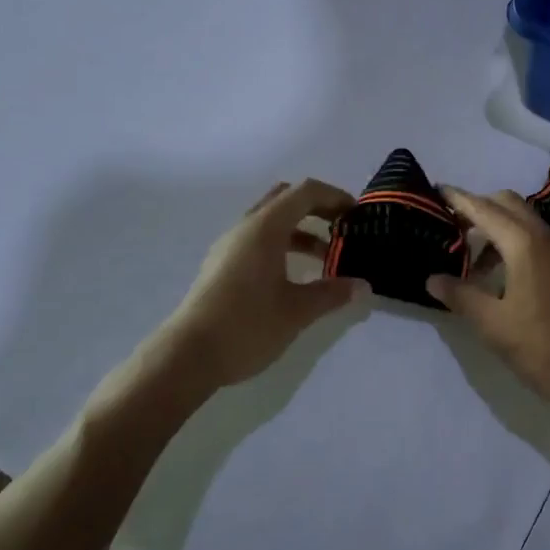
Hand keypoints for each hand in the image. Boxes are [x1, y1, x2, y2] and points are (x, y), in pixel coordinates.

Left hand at [135, 179, 365, 398]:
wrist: (187, 356)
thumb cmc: (247, 325)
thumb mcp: (298, 310)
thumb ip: (332, 293)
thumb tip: (362, 286)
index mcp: (265, 228)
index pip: (305, 192)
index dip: (334, 197)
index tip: (357, 215)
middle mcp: (245, 228)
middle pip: (286, 199)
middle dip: (317, 208)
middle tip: (342, 228)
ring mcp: (230, 247)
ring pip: (271, 222)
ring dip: (300, 230)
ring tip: (326, 257)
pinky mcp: (222, 267)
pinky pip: (258, 240)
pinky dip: (283, 245)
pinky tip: (296, 275)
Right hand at [426, 187, 549, 414]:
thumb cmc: (543, 347)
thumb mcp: (493, 325)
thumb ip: (461, 296)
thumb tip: (433, 279)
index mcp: (523, 244)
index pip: (484, 209)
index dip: (458, 199)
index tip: (435, 190)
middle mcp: (543, 238)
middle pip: (507, 204)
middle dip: (478, 207)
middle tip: (450, 227)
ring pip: (523, 221)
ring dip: (495, 227)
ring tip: (469, 259)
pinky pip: (534, 239)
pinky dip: (511, 242)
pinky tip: (498, 275)